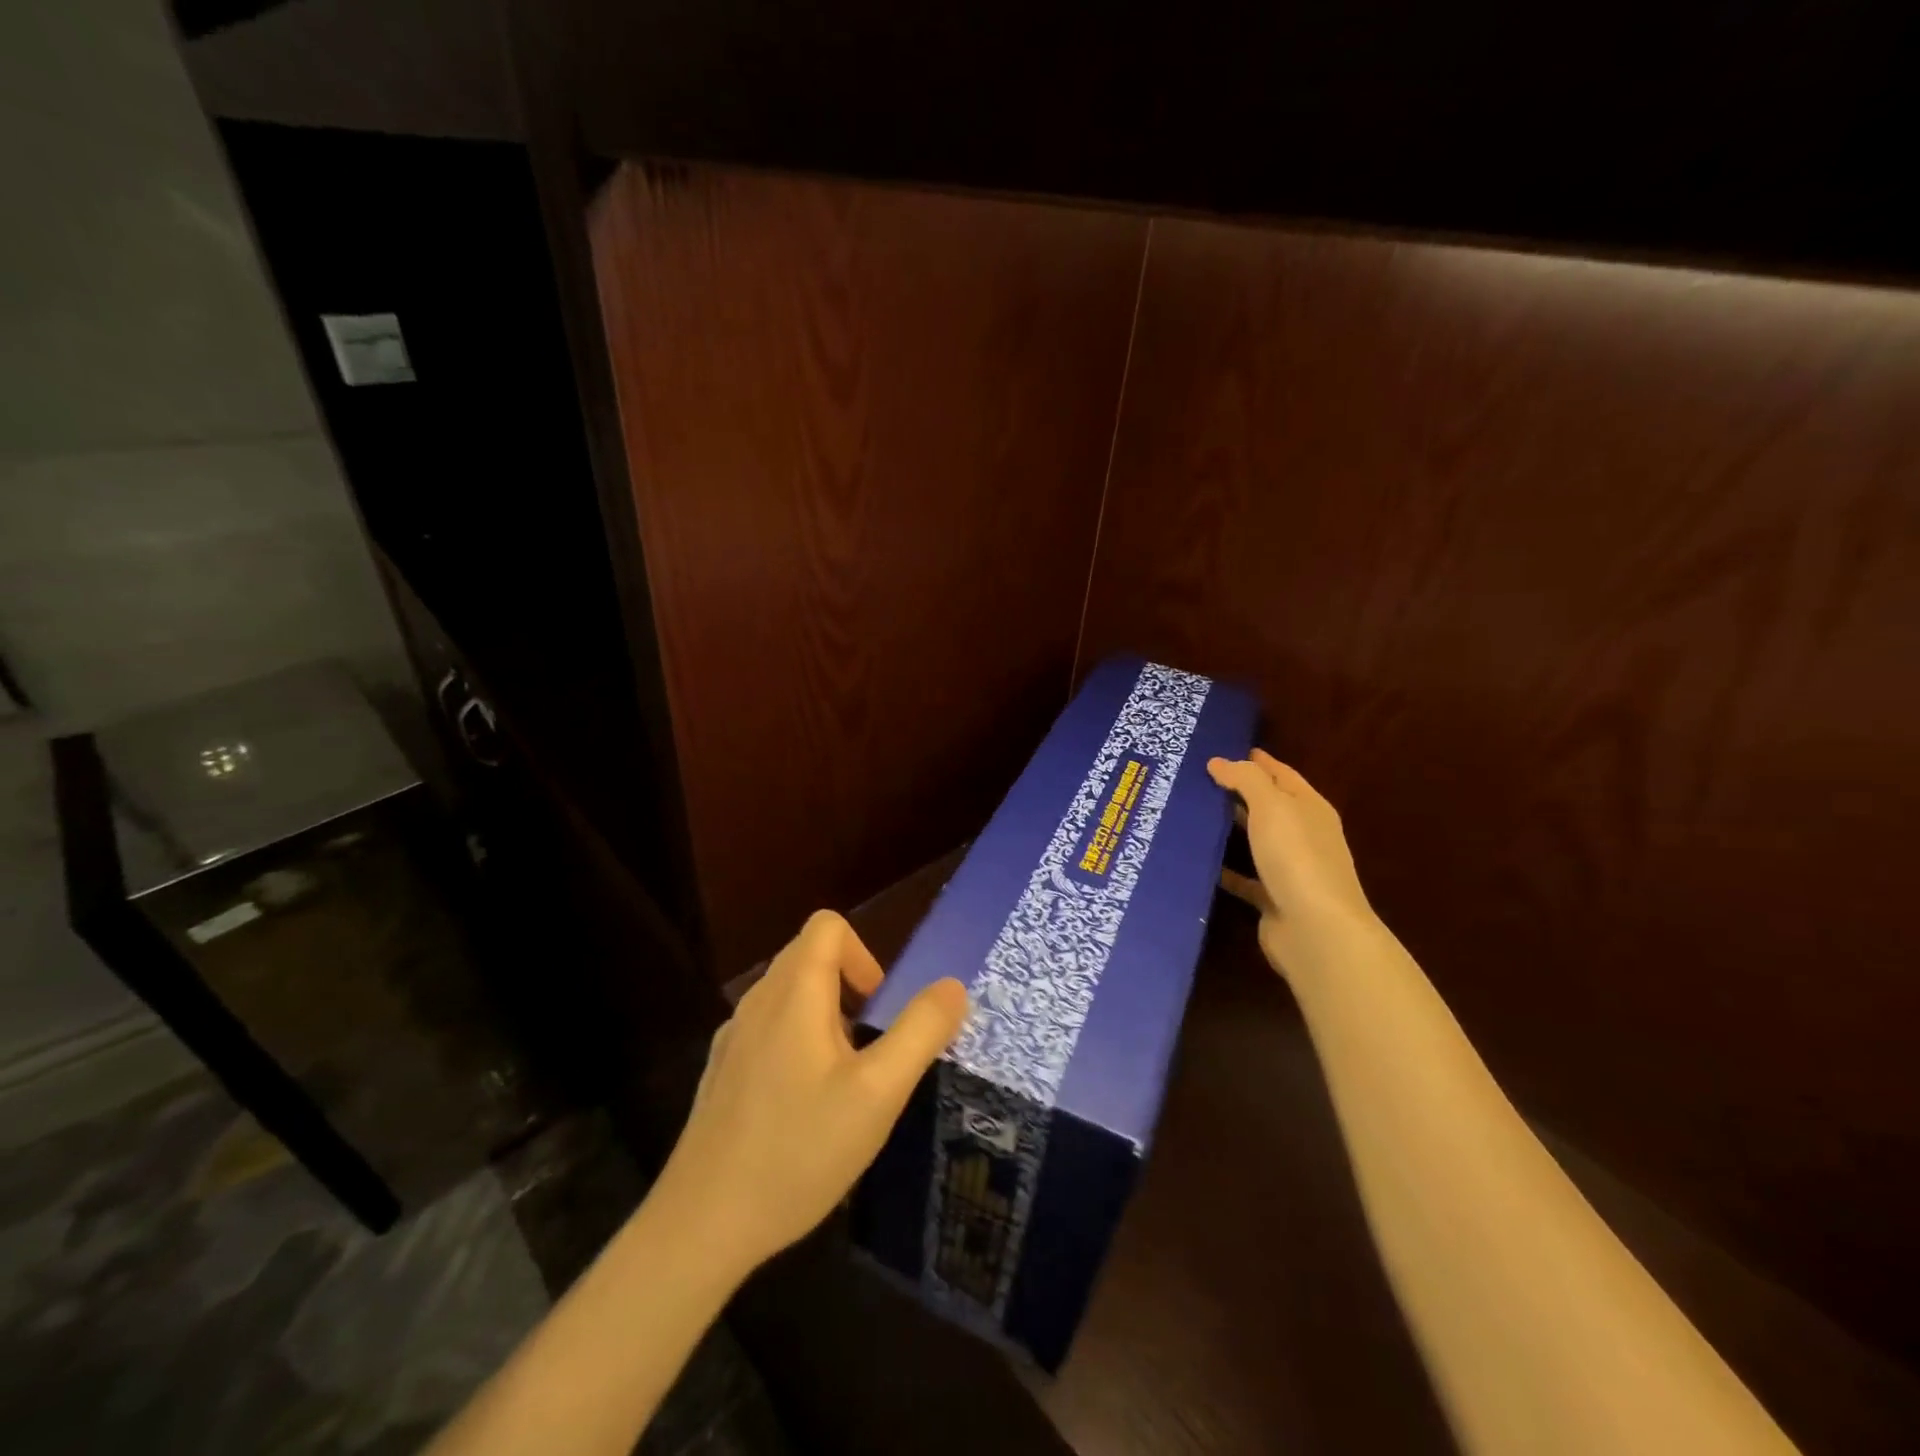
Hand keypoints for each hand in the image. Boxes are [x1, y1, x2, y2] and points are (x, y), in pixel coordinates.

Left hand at [652, 910, 968, 1277]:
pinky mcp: (722, 1071)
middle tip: (869, 1048)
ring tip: (842, 1082)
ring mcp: (734, 1037)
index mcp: (794, 992)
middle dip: (849, 987)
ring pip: (788, 995)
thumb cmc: (799, 1150)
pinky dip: (796, 1043)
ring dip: (825, 1017)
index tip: (878, 1009)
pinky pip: (769, 1029)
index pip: (828, 925)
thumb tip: (953, 986)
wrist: (702, 1224)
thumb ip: (921, 1031)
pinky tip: (803, 1109)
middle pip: (808, 956)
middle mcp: (758, 1001)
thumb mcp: (878, 1093)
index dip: (863, 954)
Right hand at [1207, 749, 1375, 968]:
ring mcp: (1290, 869)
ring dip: (1230, 828)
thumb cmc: (1297, 857)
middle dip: (1239, 792)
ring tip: (1192, 814)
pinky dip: (1225, 869)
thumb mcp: (1272, 806)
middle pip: (1269, 807)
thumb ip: (1245, 779)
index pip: (1282, 775)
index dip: (1258, 761)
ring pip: (1255, 841)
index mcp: (1310, 808)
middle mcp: (1303, 836)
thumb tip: (1219, 761)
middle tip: (1198, 779)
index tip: (1226, 750)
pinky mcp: (1273, 899)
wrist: (1316, 930)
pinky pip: (1244, 878)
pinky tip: (1198, 861)